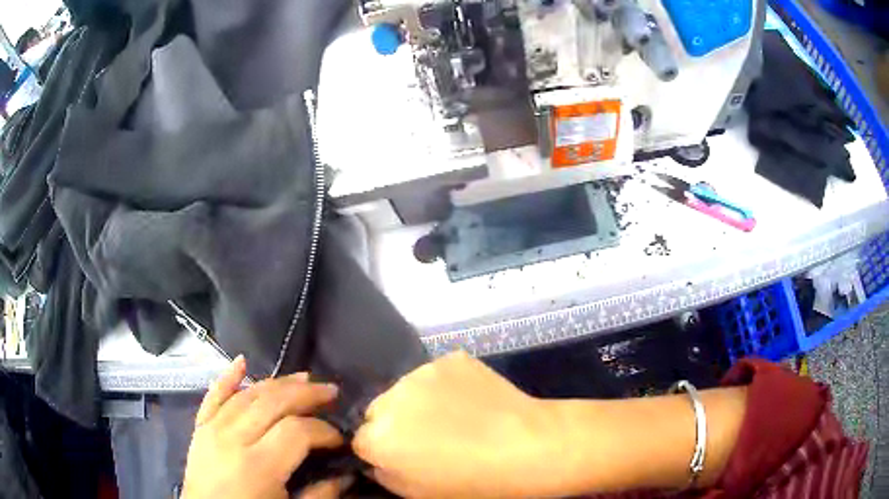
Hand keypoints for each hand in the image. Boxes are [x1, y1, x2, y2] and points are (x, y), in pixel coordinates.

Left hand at [182, 356, 352, 498]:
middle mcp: (233, 439)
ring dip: (277, 382)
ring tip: (304, 378)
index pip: (297, 431)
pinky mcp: (200, 427)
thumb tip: (348, 474)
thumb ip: (321, 495)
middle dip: (306, 394)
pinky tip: (241, 360)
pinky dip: (227, 377)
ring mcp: (212, 429)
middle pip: (273, 402)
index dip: (324, 430)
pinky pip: (213, 395)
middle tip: (331, 391)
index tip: (340, 438)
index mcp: (259, 466)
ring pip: (247, 394)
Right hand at [352, 351, 560, 497]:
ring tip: (455, 416)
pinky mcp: (450, 358)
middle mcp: (389, 399)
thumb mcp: (416, 493)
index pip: (361, 438)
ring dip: (419, 401)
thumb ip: (384, 473)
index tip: (403, 454)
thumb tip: (379, 458)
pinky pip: (437, 374)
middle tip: (429, 435)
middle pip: (380, 410)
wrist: (527, 447)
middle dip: (395, 422)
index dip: (382, 448)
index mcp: (377, 438)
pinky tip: (471, 400)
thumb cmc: (472, 482)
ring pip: (407, 389)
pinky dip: (446, 386)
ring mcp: (421, 373)